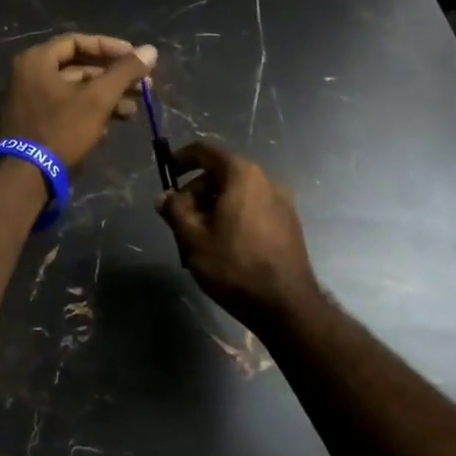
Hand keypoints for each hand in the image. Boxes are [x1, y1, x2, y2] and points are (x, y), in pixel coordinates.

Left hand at [0, 33, 156, 168]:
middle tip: (143, 86)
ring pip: (75, 91)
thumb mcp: (98, 99)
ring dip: (106, 97)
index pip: (77, 41)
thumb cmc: (61, 130)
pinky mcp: (34, 124)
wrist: (24, 177)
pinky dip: (89, 111)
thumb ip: (124, 72)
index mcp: (37, 61)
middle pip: (78, 67)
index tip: (136, 57)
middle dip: (113, 77)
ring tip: (134, 109)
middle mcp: (28, 75)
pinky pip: (65, 108)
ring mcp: (29, 101)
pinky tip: (113, 124)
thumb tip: (151, 49)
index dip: (110, 47)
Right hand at [157, 142, 320, 329]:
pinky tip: (224, 246)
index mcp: (242, 175)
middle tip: (179, 219)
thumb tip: (165, 196)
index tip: (167, 174)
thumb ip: (175, 210)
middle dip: (196, 192)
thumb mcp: (193, 238)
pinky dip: (234, 217)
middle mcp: (266, 180)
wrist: (286, 304)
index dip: (182, 159)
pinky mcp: (289, 223)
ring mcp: (282, 202)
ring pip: (238, 194)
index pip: (206, 151)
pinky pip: (253, 208)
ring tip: (199, 238)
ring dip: (214, 207)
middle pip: (222, 174)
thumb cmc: (234, 265)